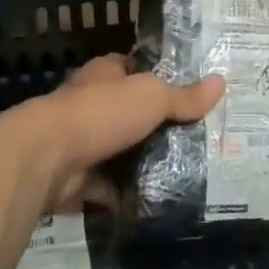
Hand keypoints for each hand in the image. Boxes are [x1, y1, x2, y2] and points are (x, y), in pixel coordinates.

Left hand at [27, 54, 223, 212]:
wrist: (48, 158)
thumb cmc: (102, 112)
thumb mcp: (152, 96)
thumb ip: (184, 96)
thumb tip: (221, 82)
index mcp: (103, 75)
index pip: (130, 68)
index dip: (153, 76)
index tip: (183, 91)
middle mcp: (88, 105)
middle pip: (126, 112)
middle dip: (151, 125)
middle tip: (191, 138)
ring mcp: (79, 143)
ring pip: (116, 151)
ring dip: (137, 162)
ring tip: (179, 171)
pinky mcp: (74, 179)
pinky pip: (105, 188)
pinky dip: (123, 196)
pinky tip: (151, 200)